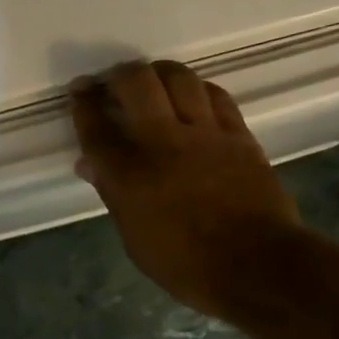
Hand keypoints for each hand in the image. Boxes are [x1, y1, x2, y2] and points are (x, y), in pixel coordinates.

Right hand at [71, 60, 301, 321]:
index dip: (83, 103)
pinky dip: (197, 89)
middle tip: (114, 82)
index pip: (95, 126)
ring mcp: (204, 134)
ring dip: (158, 72)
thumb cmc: (186, 264)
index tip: (80, 91)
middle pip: (135, 83)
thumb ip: (112, 193)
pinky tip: (192, 96)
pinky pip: (215, 95)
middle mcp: (162, 142)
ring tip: (153, 81)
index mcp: (128, 175)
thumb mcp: (134, 238)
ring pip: (178, 77)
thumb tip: (91, 164)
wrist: (257, 267)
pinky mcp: (238, 134)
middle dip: (118, 75)